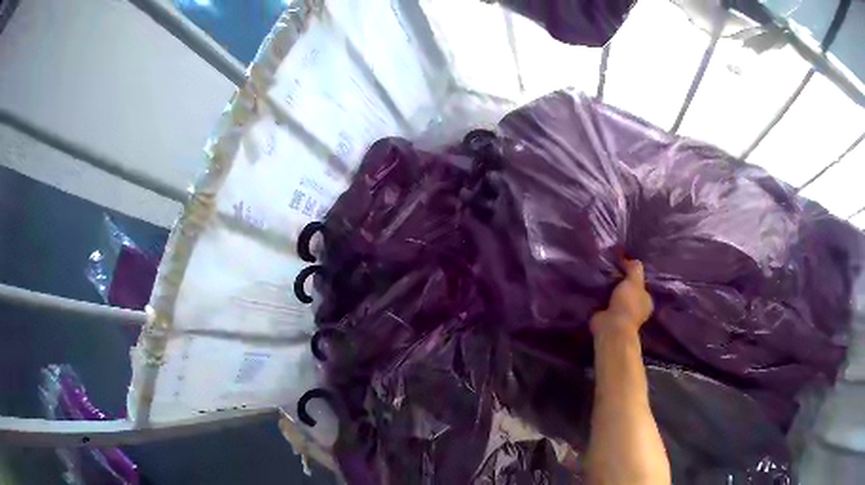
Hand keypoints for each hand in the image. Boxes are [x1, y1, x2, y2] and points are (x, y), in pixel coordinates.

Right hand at [590, 259, 652, 335]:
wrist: (611, 327)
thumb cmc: (627, 304)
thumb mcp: (634, 282)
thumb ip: (634, 269)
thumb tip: (631, 259)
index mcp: (645, 301)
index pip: (641, 285)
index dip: (633, 275)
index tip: (622, 264)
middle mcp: (635, 309)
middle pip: (628, 290)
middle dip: (620, 282)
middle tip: (610, 268)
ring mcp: (620, 314)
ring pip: (616, 296)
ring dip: (609, 289)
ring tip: (601, 275)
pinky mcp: (607, 317)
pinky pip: (604, 303)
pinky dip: (600, 297)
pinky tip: (594, 287)